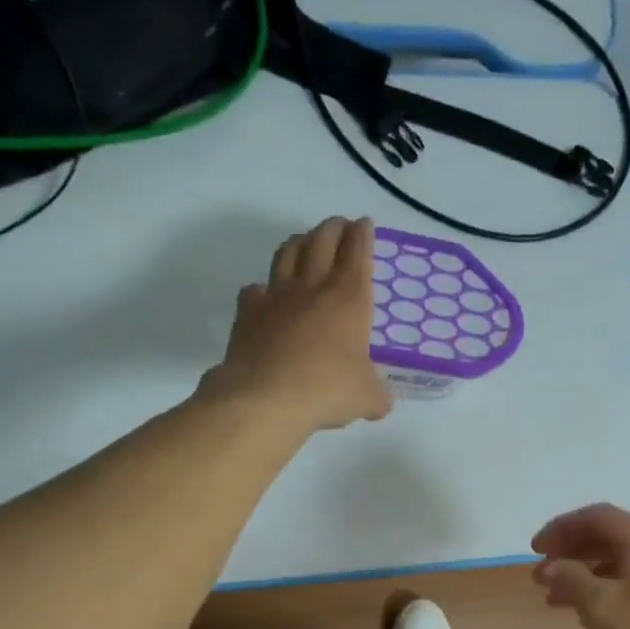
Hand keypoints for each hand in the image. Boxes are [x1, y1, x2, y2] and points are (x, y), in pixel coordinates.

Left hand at [203, 216, 394, 431]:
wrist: (267, 397)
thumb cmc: (327, 389)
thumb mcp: (366, 397)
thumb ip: (377, 395)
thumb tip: (381, 403)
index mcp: (349, 297)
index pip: (358, 250)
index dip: (362, 234)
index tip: (364, 225)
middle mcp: (313, 286)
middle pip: (322, 240)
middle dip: (333, 228)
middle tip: (339, 227)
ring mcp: (277, 295)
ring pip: (288, 253)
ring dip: (299, 242)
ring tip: (305, 243)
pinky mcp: (248, 312)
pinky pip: (255, 289)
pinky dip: (263, 288)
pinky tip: (266, 295)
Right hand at [531, 504, 629, 628]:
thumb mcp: (603, 607)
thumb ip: (571, 581)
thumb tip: (550, 567)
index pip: (595, 516)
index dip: (560, 528)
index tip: (535, 549)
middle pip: (607, 536)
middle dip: (570, 552)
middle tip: (541, 575)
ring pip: (618, 562)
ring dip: (584, 574)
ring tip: (556, 599)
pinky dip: (604, 589)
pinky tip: (590, 613)